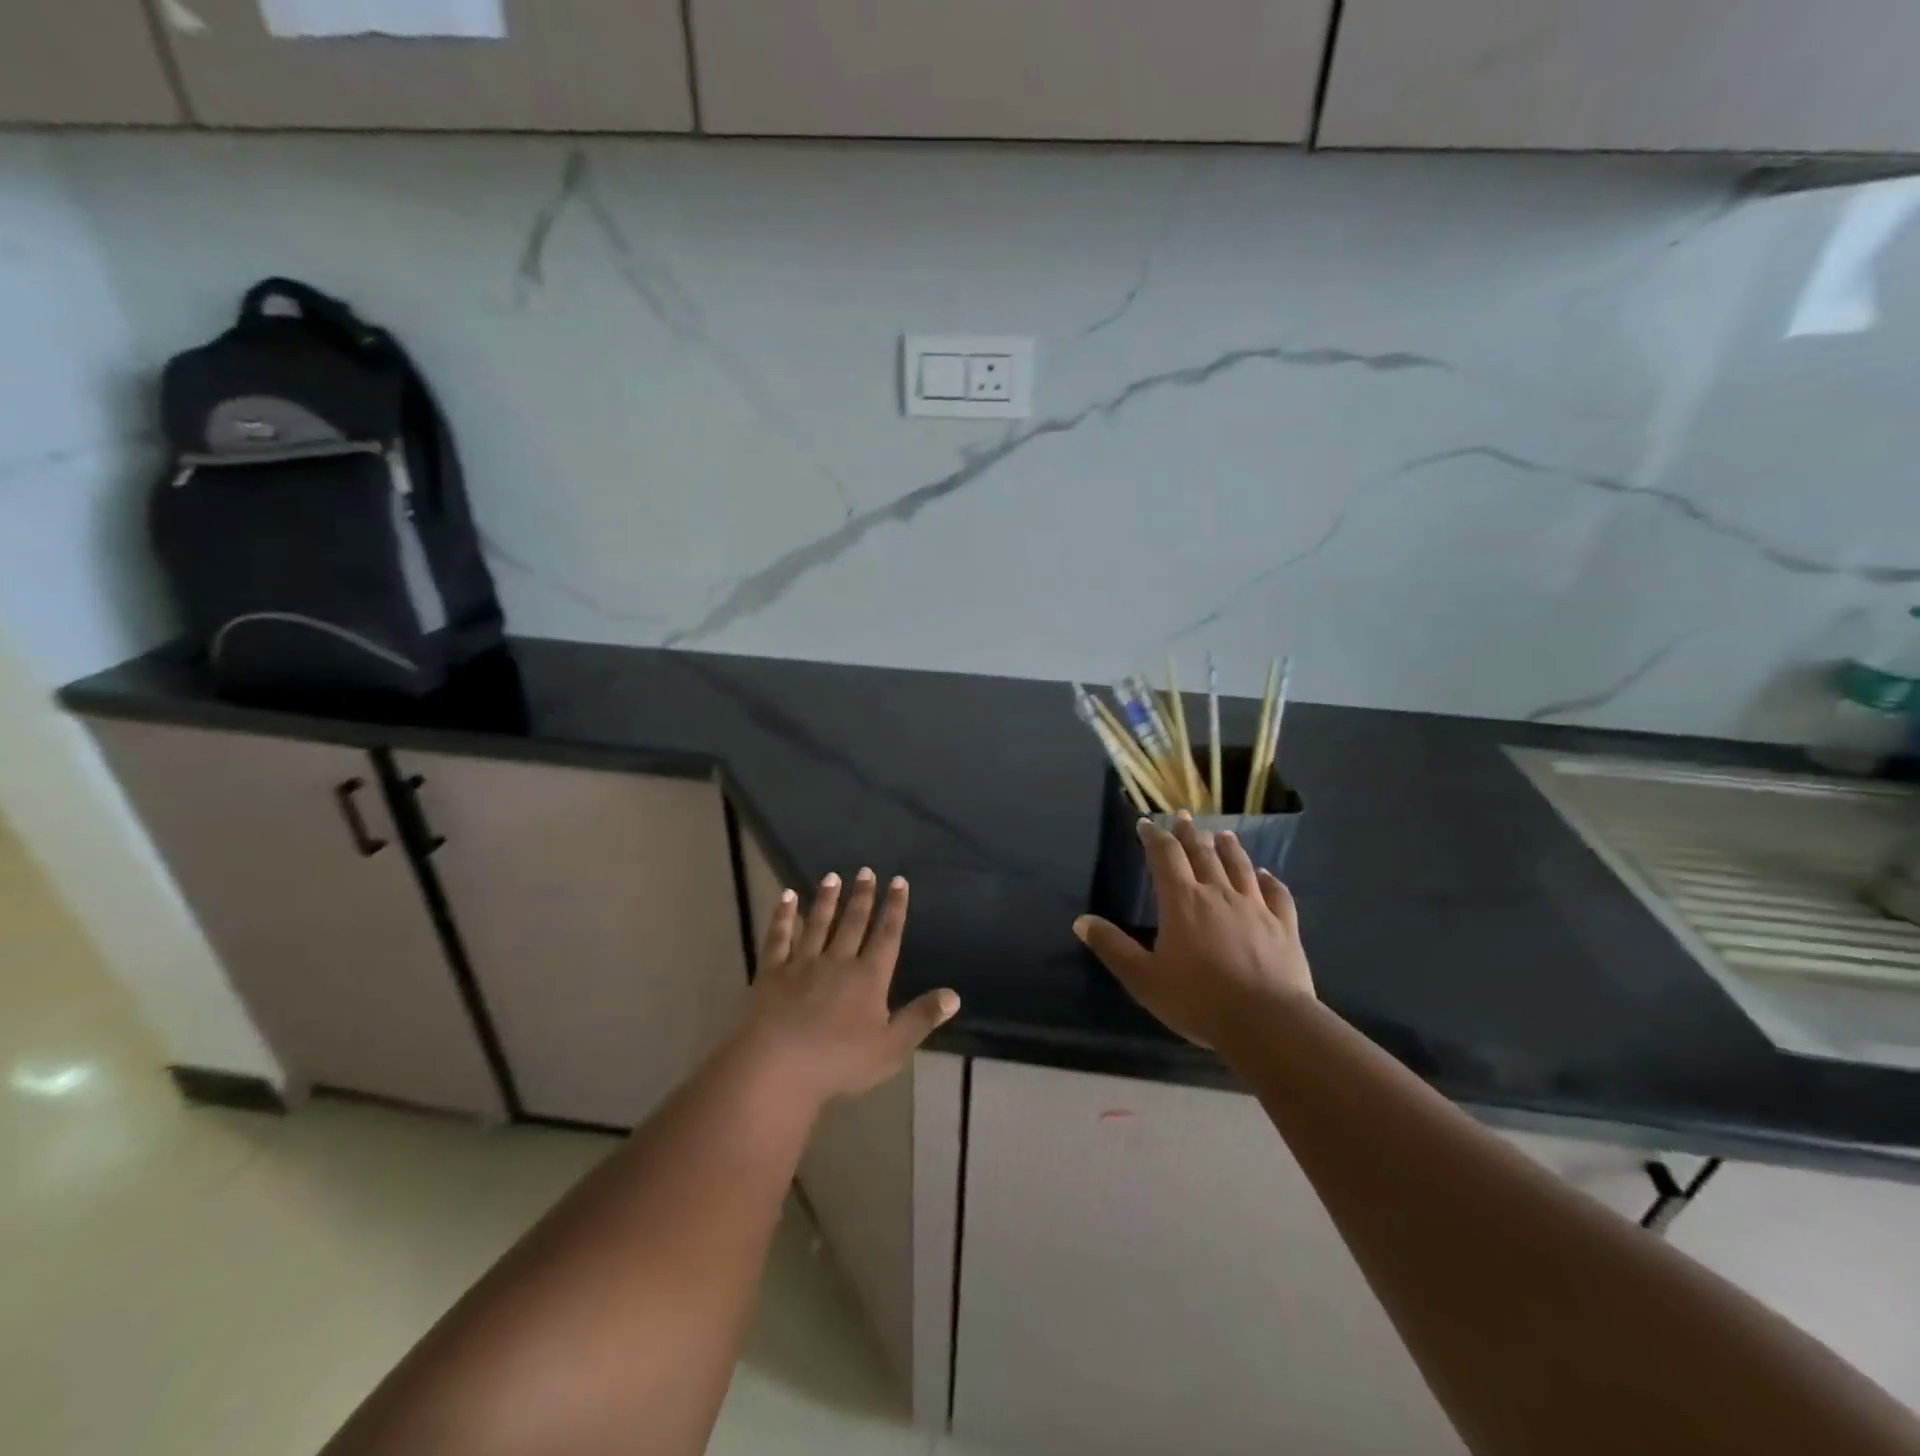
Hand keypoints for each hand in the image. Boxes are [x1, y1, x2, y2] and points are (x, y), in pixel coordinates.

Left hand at [740, 868, 960, 1104]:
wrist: (777, 1068)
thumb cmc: (839, 1062)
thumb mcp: (891, 1047)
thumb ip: (921, 1018)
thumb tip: (954, 995)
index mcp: (869, 977)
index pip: (887, 935)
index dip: (895, 908)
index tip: (899, 881)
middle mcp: (838, 961)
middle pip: (853, 922)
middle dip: (862, 896)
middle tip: (866, 870)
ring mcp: (802, 963)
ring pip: (818, 923)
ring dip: (826, 899)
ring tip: (832, 876)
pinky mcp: (772, 972)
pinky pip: (779, 937)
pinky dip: (783, 916)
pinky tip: (786, 898)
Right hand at [1074, 814, 1314, 1048]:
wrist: (1268, 1023)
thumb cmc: (1199, 1000)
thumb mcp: (1144, 978)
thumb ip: (1113, 947)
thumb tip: (1081, 921)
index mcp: (1182, 901)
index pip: (1164, 856)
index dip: (1154, 836)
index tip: (1146, 823)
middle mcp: (1218, 893)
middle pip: (1202, 853)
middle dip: (1189, 834)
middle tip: (1183, 818)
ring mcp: (1255, 907)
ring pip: (1239, 866)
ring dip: (1229, 847)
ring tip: (1222, 834)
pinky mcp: (1284, 926)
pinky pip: (1277, 894)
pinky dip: (1269, 880)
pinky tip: (1266, 875)